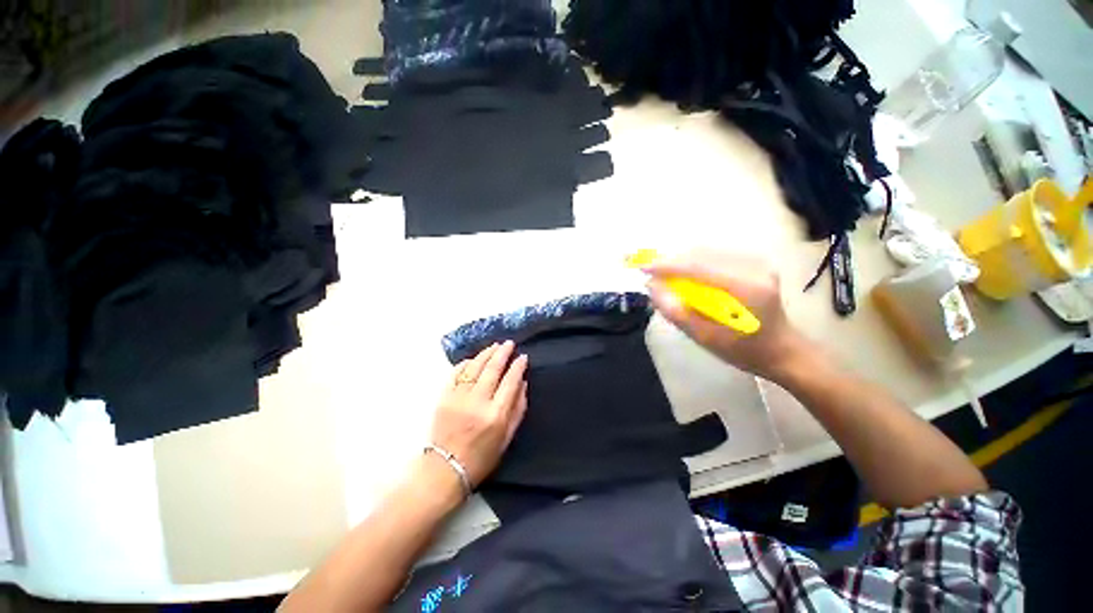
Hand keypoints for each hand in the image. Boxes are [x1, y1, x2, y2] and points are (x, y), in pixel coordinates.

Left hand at [429, 341, 528, 487]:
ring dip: (485, 354)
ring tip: (494, 346)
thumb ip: (518, 409)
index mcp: (496, 414)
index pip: (510, 382)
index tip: (523, 357)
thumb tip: (523, 384)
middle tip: (509, 344)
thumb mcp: (507, 437)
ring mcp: (458, 398)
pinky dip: (465, 364)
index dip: (518, 367)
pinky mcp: (444, 398)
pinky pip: (455, 374)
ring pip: (474, 367)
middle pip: (492, 369)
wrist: (445, 469)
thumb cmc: (482, 456)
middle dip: (502, 353)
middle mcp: (478, 402)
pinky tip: (473, 359)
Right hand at [645, 249, 806, 380]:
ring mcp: (758, 262)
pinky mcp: (755, 262)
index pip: (698, 267)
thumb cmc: (745, 351)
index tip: (643, 269)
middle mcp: (754, 267)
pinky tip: (687, 275)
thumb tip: (652, 288)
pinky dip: (695, 262)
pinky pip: (716, 255)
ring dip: (682, 261)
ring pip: (708, 251)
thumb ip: (676, 312)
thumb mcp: (705, 338)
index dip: (667, 266)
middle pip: (701, 253)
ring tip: (666, 276)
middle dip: (672, 262)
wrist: (783, 350)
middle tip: (652, 275)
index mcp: (746, 288)